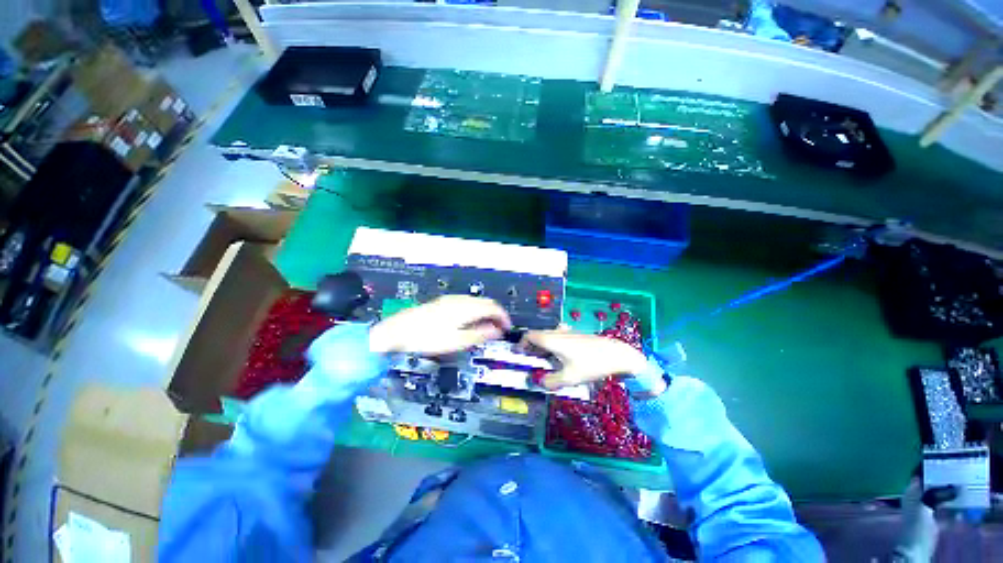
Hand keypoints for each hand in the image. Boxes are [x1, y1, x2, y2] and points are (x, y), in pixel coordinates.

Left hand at [369, 296, 511, 355]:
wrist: (397, 331)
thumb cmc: (427, 338)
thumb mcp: (457, 341)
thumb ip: (480, 334)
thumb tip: (496, 331)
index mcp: (466, 308)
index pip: (493, 307)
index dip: (504, 317)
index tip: (508, 329)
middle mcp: (460, 300)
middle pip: (485, 302)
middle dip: (496, 315)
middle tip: (498, 331)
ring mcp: (450, 300)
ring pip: (476, 302)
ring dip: (485, 313)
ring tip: (485, 329)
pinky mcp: (442, 303)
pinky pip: (466, 304)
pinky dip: (474, 312)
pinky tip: (469, 323)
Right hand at [521, 330, 648, 389]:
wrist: (615, 353)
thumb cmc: (591, 364)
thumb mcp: (570, 378)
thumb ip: (551, 382)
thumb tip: (540, 382)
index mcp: (551, 340)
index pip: (529, 336)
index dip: (522, 344)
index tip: (520, 354)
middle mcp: (556, 332)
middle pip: (538, 336)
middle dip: (532, 347)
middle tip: (532, 361)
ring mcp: (567, 332)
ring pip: (548, 336)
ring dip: (543, 347)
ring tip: (545, 361)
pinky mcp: (575, 334)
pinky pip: (557, 337)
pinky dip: (553, 345)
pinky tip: (561, 356)